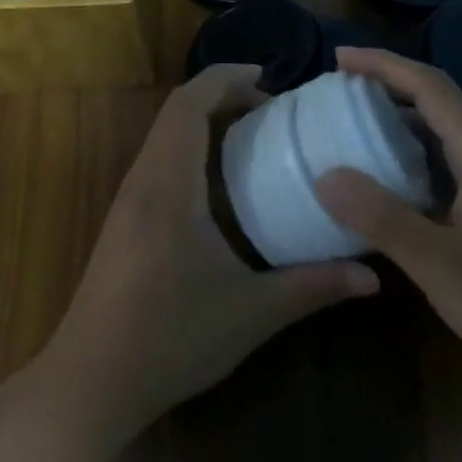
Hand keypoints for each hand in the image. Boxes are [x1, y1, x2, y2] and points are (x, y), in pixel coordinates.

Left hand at [45, 65, 379, 434]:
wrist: (90, 384)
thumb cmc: (170, 338)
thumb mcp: (253, 312)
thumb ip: (314, 287)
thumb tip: (372, 277)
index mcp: (169, 186)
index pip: (188, 105)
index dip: (225, 78)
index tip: (267, 77)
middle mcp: (142, 182)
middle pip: (175, 113)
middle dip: (221, 96)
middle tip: (270, 109)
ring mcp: (126, 204)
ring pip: (163, 138)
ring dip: (203, 123)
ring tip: (251, 137)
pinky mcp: (122, 225)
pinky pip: (157, 162)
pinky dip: (189, 149)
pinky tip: (219, 186)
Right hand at [315, 48, 461, 389]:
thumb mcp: (440, 264)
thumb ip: (383, 218)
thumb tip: (326, 176)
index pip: (430, 85)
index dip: (383, 65)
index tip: (339, 59)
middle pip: (437, 101)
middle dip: (387, 87)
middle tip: (338, 94)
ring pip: (444, 133)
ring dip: (400, 121)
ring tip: (355, 130)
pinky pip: (449, 163)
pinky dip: (413, 156)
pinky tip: (391, 183)